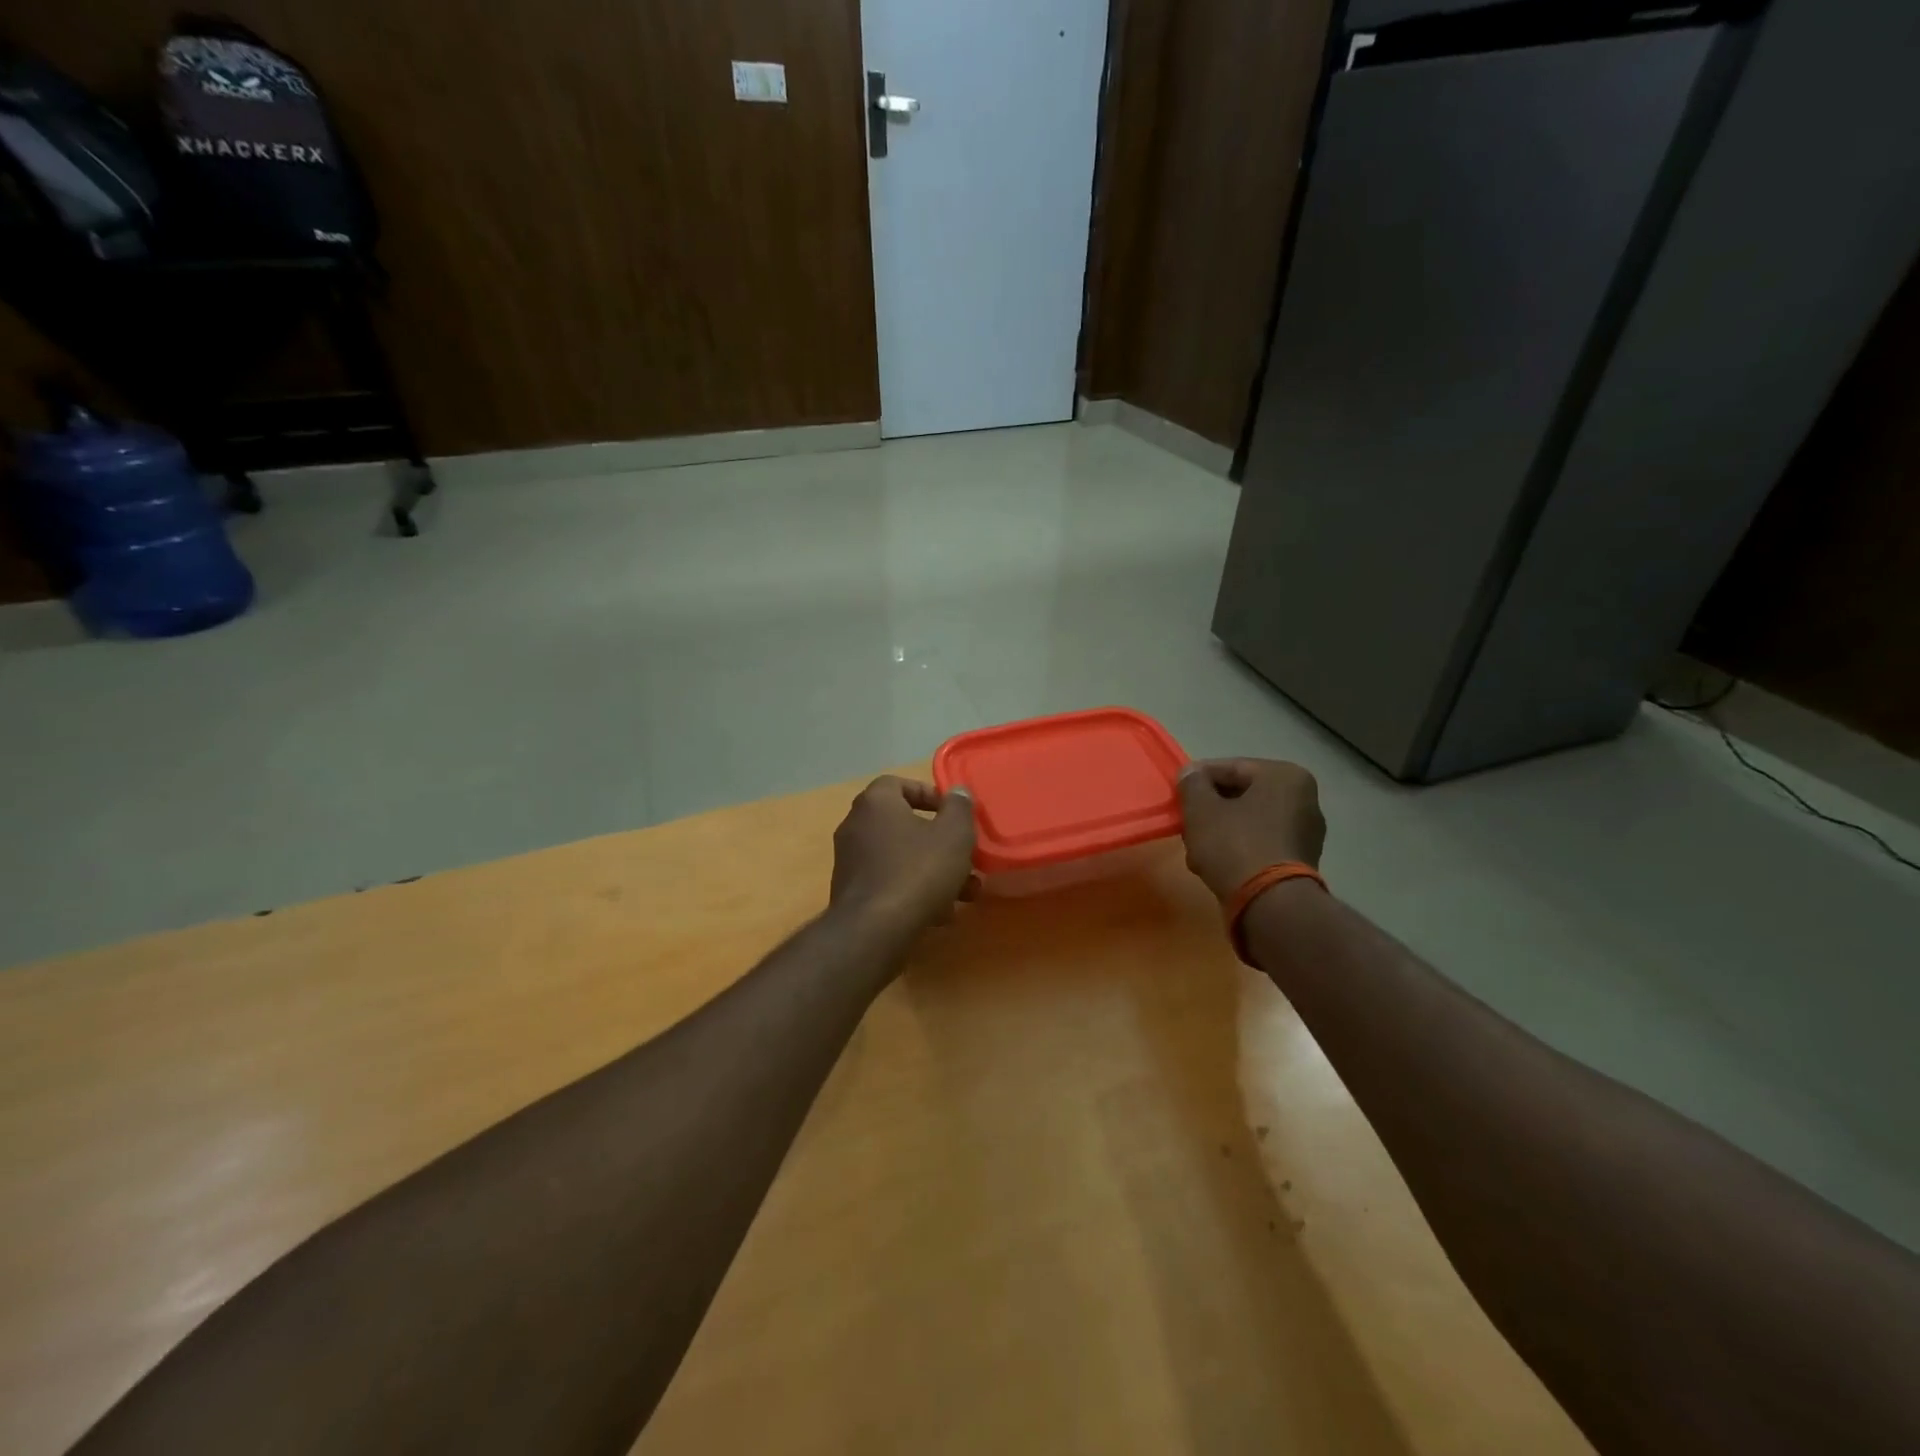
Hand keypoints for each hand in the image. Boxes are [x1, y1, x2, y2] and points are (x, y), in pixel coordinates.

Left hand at [830, 776, 977, 936]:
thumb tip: (957, 792)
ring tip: (965, 893)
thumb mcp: (953, 835)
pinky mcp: (852, 894)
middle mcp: (856, 826)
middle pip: (904, 825)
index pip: (898, 784)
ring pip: (901, 858)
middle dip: (940, 842)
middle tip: (965, 858)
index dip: (928, 794)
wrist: (874, 931)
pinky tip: (940, 914)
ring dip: (933, 871)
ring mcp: (850, 862)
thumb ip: (959, 808)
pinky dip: (914, 891)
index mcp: (875, 803)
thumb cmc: (917, 872)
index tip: (953, 813)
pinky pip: (889, 883)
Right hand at [1176, 758, 1325, 901]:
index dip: (1197, 779)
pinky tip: (1215, 864)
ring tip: (1196, 848)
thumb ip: (1192, 784)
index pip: (1230, 767)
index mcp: (1285, 776)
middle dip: (1210, 808)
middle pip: (1241, 795)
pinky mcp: (1301, 861)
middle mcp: (1304, 798)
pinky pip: (1261, 843)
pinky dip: (1238, 848)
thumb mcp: (1201, 809)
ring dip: (1221, 830)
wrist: (1270, 905)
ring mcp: (1306, 832)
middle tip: (1185, 822)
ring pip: (1249, 821)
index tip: (1176, 794)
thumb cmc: (1234, 846)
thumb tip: (1190, 773)